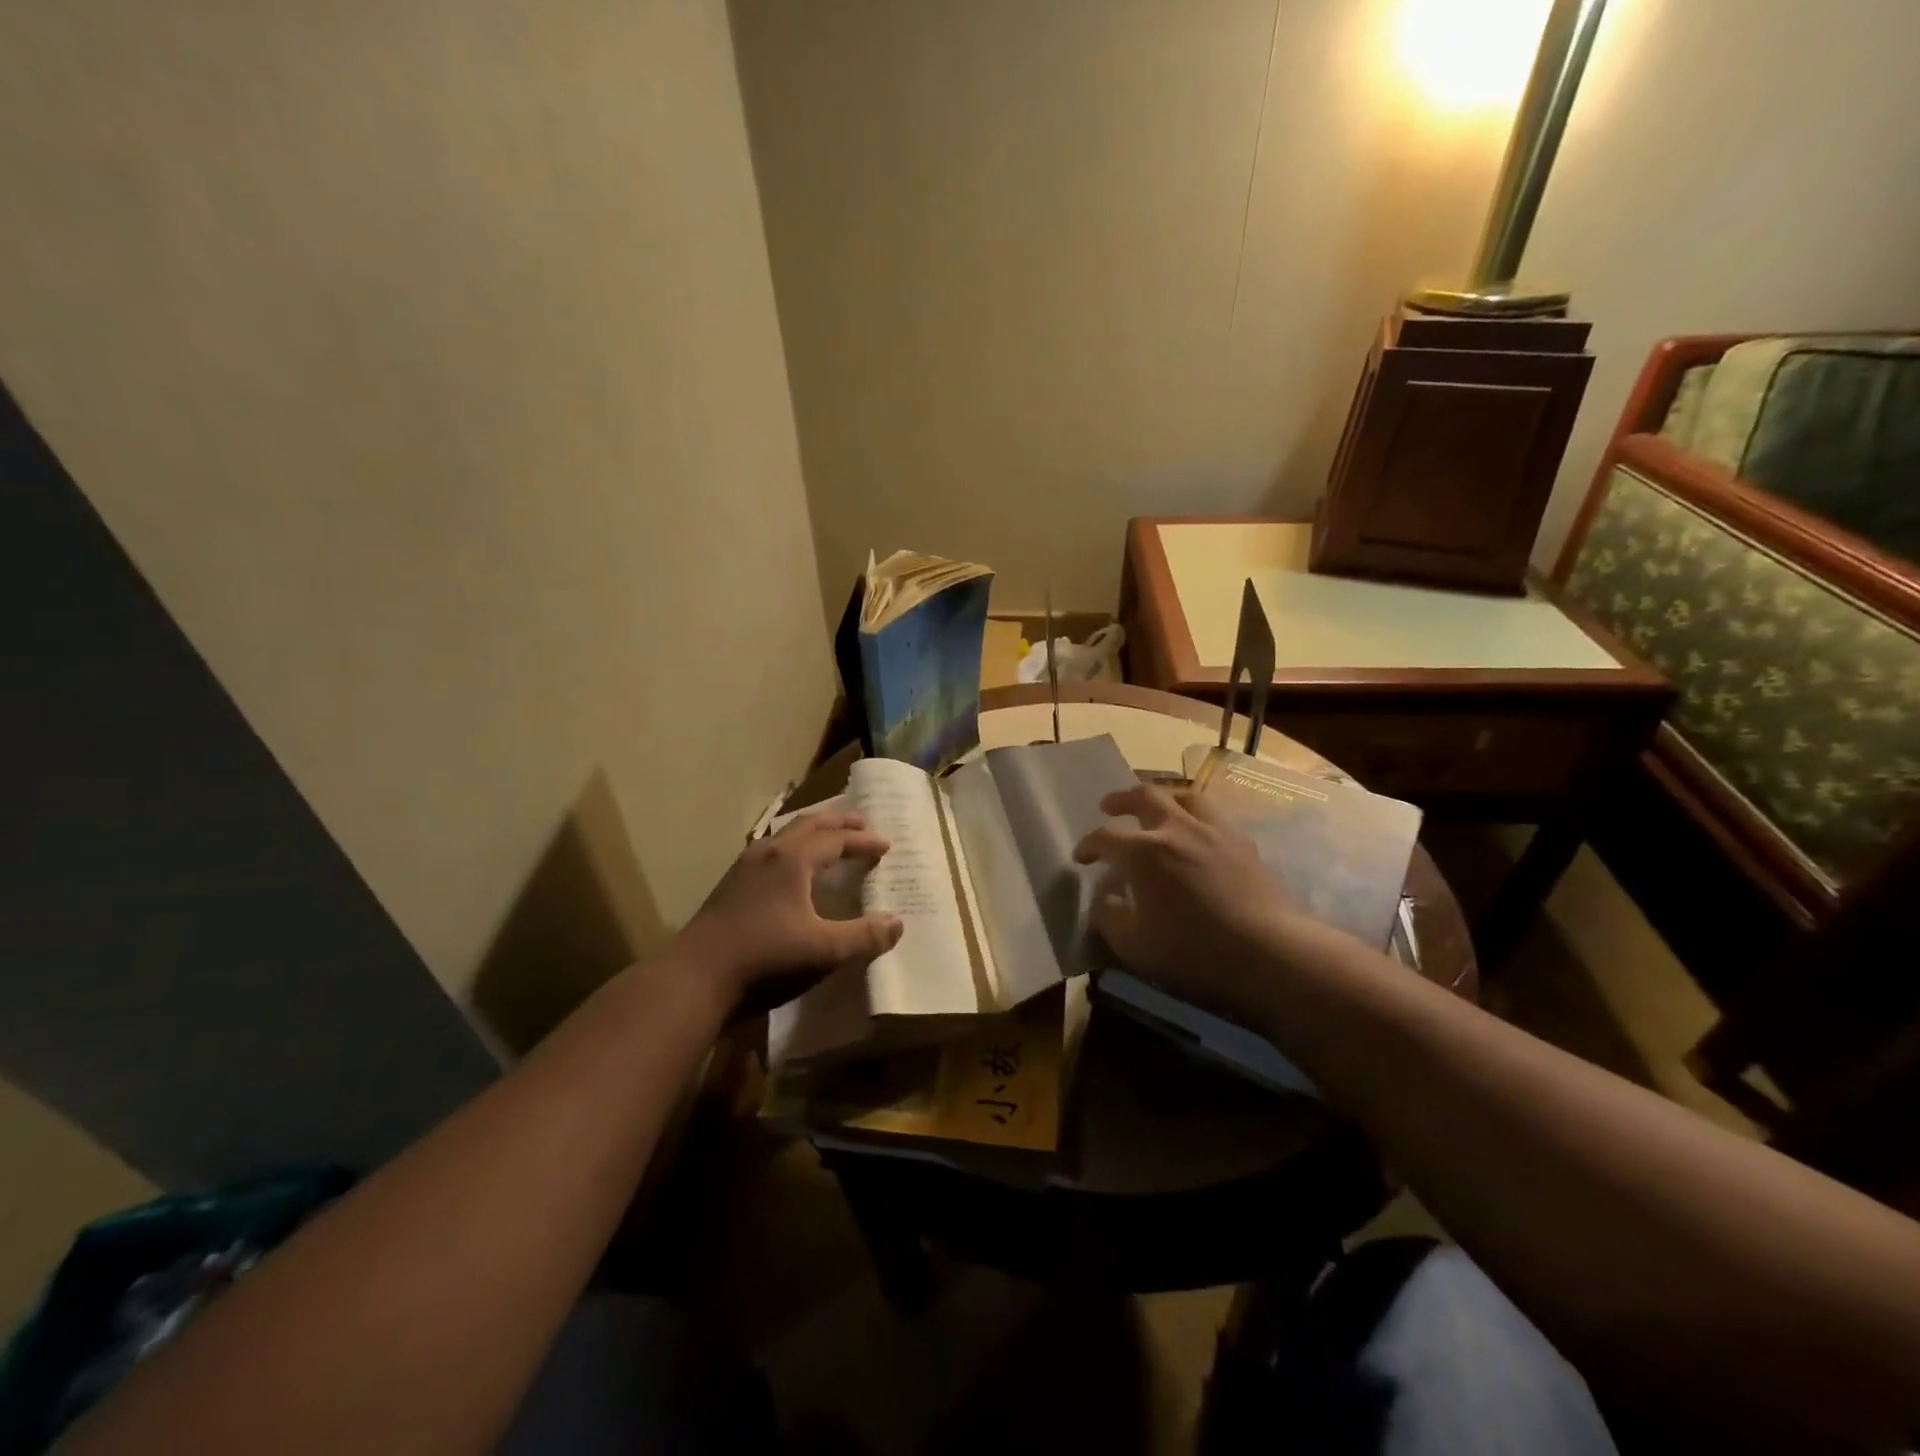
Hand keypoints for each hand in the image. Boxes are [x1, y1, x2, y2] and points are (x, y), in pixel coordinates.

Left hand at [675, 811, 902, 1013]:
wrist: (694, 980)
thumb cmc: (765, 960)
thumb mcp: (824, 951)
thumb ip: (864, 937)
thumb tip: (897, 922)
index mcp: (792, 860)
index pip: (836, 839)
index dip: (863, 841)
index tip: (886, 846)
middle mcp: (768, 853)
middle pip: (808, 825)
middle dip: (838, 823)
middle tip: (861, 824)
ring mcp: (743, 868)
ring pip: (784, 836)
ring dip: (811, 833)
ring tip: (828, 840)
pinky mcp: (729, 887)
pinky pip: (769, 852)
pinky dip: (791, 849)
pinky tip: (789, 871)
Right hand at [1073, 783, 1297, 1025]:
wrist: (1271, 954)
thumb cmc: (1194, 952)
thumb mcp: (1134, 946)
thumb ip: (1110, 915)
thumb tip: (1106, 896)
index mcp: (1144, 852)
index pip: (1105, 838)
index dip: (1088, 845)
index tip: (1081, 857)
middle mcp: (1177, 829)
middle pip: (1145, 796)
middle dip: (1121, 799)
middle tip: (1109, 806)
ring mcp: (1214, 832)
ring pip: (1185, 795)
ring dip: (1163, 797)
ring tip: (1157, 807)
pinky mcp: (1243, 844)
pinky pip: (1213, 815)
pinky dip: (1194, 816)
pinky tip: (1196, 834)